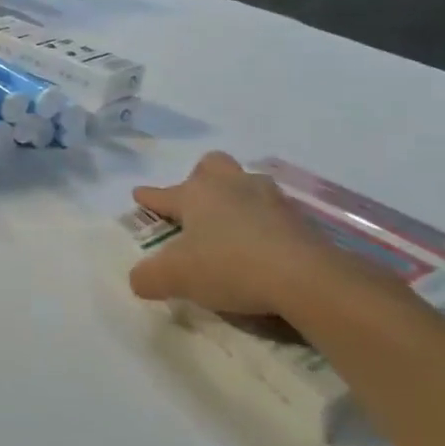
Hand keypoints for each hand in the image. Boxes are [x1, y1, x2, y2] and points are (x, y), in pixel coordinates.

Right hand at [128, 153, 340, 315]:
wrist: (305, 278)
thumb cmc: (229, 266)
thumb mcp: (175, 278)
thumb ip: (149, 278)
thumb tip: (139, 279)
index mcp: (196, 194)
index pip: (164, 193)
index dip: (149, 197)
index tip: (139, 195)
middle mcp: (231, 186)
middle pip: (212, 166)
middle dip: (201, 179)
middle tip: (197, 204)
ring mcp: (270, 198)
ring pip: (247, 184)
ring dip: (237, 198)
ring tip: (232, 225)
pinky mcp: (301, 219)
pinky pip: (274, 212)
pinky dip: (264, 224)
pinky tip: (261, 245)